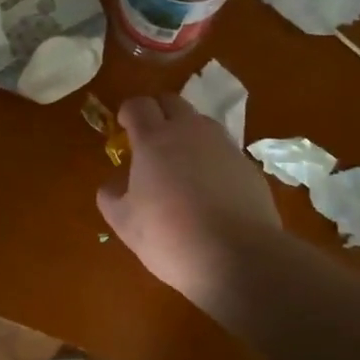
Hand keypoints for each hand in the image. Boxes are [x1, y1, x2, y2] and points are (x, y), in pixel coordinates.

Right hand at [97, 95, 281, 309]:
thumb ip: (111, 195)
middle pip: (172, 102)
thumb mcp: (124, 222)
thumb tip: (115, 182)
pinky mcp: (248, 166)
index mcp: (154, 139)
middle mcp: (191, 131)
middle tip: (149, 140)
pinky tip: (209, 191)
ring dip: (186, 133)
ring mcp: (224, 146)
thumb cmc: (170, 236)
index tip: (124, 128)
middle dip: (158, 113)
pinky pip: (222, 151)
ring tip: (181, 166)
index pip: (138, 105)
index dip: (128, 112)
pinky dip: (210, 160)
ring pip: (201, 124)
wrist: (239, 257)